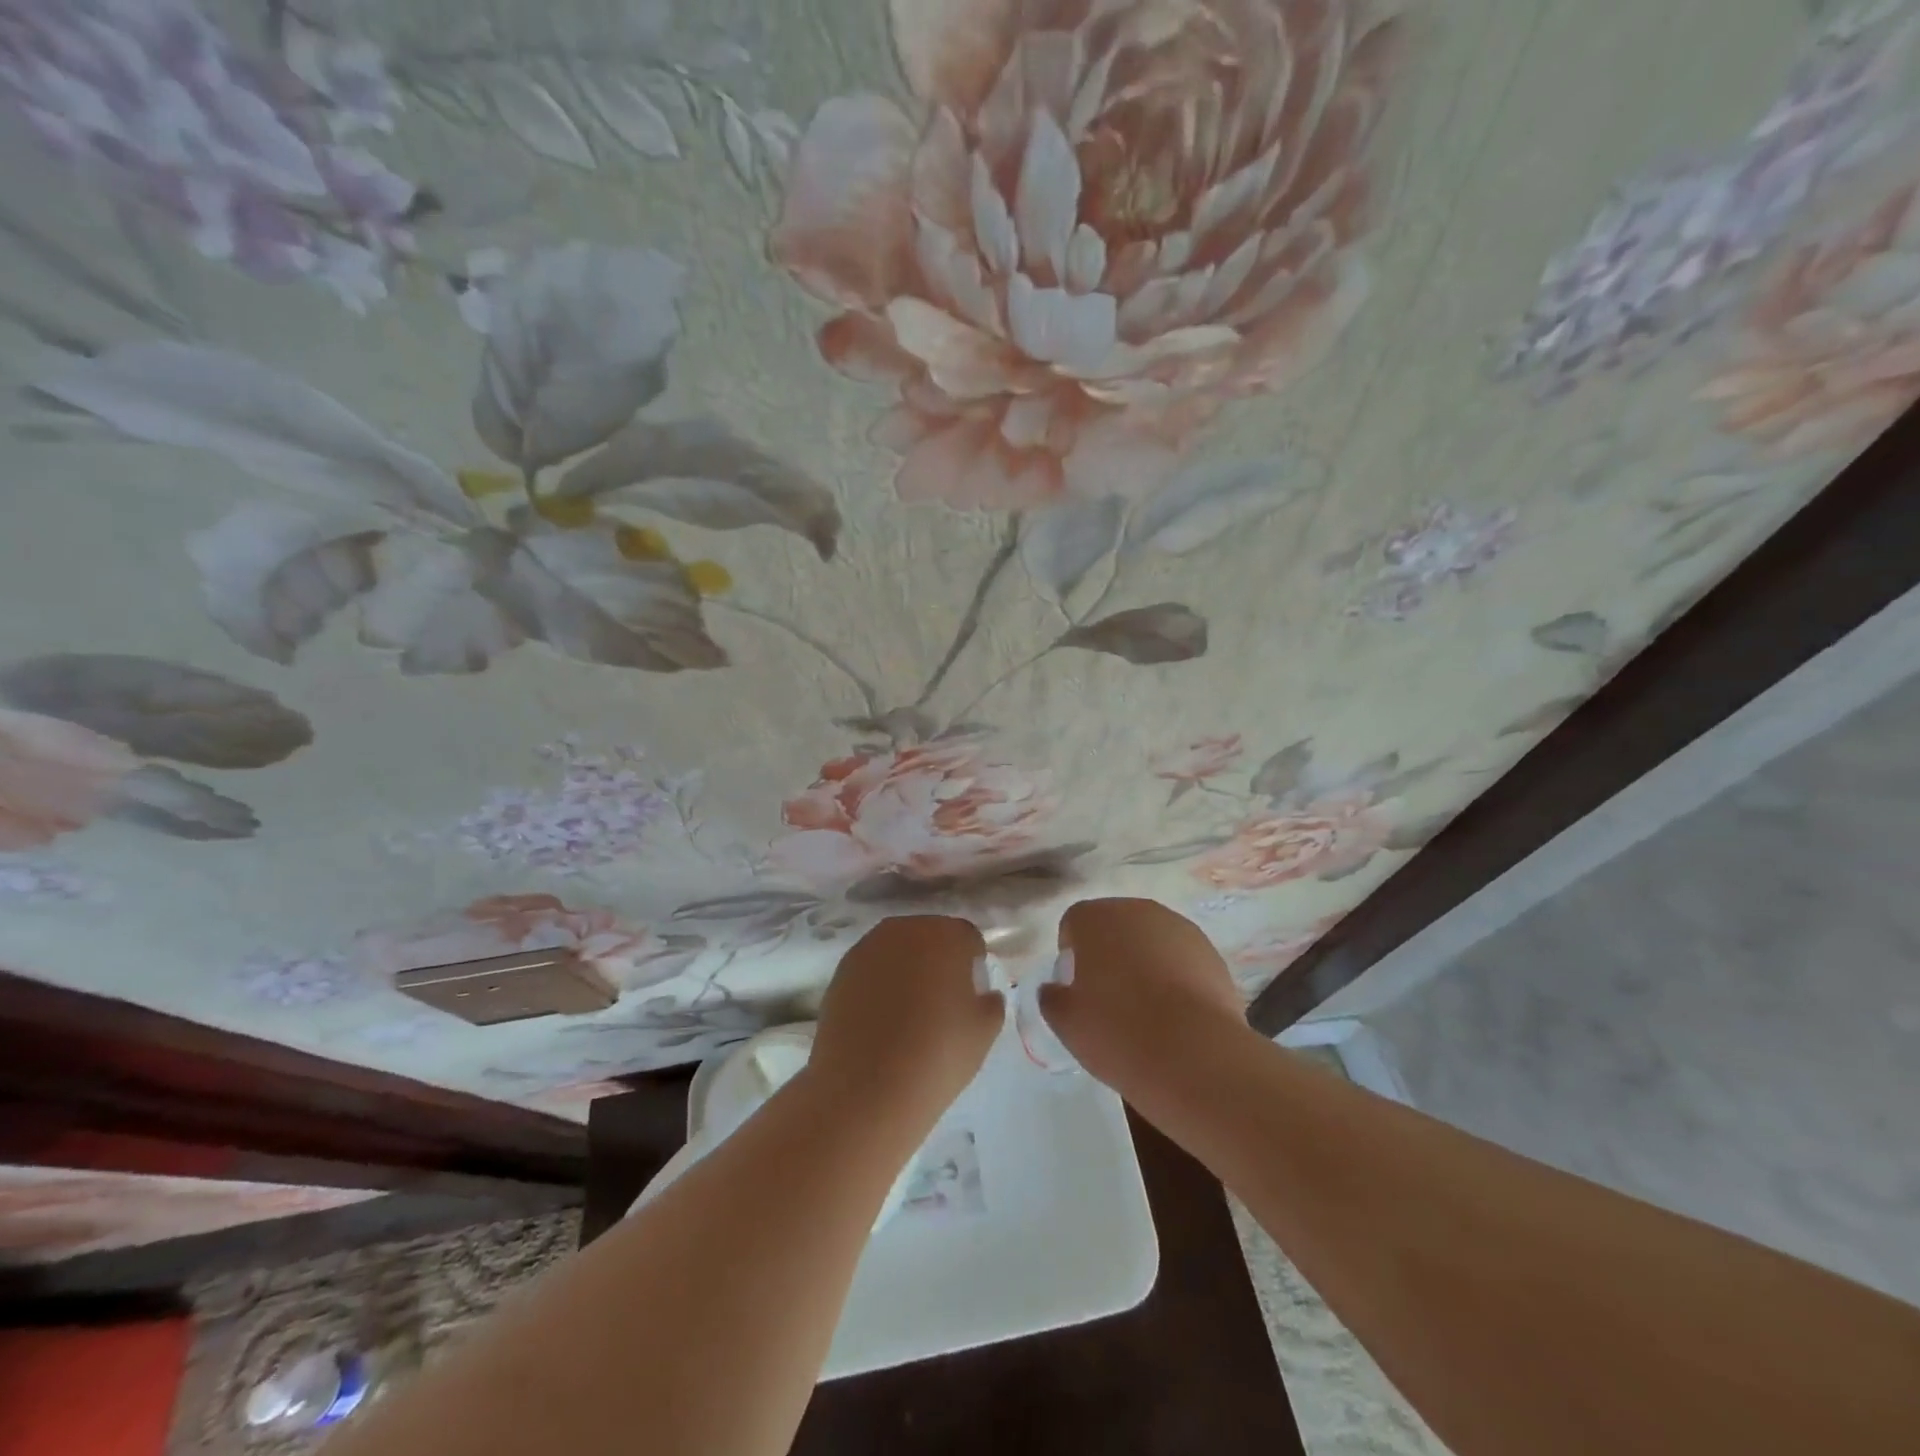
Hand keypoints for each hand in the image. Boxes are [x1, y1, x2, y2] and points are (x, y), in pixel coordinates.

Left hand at [809, 915, 1001, 1119]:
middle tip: (942, 1002)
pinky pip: (872, 968)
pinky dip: (880, 984)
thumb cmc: (936, 1055)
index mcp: (945, 935)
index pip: (968, 938)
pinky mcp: (841, 970)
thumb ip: (992, 1003)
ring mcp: (868, 947)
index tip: (971, 994)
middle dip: (939, 960)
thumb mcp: (983, 1032)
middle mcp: (905, 929)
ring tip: (909, 1012)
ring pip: (898, 950)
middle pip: (931, 936)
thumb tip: (983, 994)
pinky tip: (881, 1020)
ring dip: (907, 969)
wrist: (864, 1088)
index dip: (973, 964)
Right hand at [1041, 898, 1247, 1092]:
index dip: (1071, 955)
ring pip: (1150, 940)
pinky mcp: (1211, 952)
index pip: (1074, 923)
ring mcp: (1179, 928)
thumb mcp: (1066, 1023)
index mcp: (1096, 918)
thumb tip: (1054, 989)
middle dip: (1109, 953)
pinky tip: (1176, 1014)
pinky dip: (1174, 976)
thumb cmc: (1118, 1032)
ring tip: (1146, 1009)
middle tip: (1108, 997)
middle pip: (1114, 926)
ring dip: (1143, 962)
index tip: (1077, 989)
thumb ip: (1051, 998)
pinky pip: (1180, 958)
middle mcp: (1137, 910)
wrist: (1196, 1056)